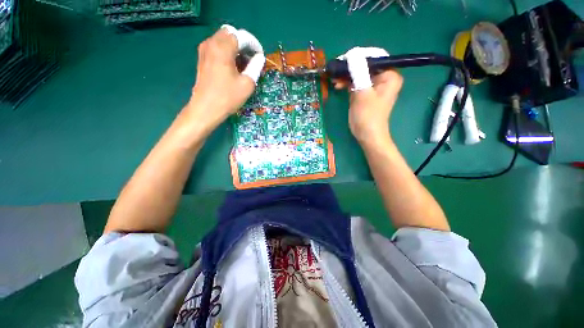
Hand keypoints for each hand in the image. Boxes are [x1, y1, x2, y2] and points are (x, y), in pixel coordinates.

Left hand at [186, 25, 264, 131]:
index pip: (241, 36)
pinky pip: (216, 47)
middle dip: (243, 44)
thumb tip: (260, 58)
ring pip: (223, 40)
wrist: (206, 109)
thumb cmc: (228, 97)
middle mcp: (211, 43)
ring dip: (235, 48)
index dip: (254, 44)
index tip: (260, 56)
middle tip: (251, 59)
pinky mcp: (202, 58)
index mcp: (223, 48)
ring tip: (244, 65)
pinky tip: (233, 67)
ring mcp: (204, 50)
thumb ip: (255, 67)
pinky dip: (227, 52)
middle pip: (231, 34)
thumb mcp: (247, 84)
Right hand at [333, 47, 402, 145]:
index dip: (359, 57)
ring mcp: (372, 86)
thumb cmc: (368, 116)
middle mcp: (383, 78)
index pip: (374, 58)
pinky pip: (355, 83)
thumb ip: (359, 72)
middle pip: (365, 65)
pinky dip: (346, 83)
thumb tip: (352, 53)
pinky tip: (337, 85)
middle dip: (350, 68)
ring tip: (335, 79)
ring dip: (346, 76)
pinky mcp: (364, 93)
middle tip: (336, 70)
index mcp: (389, 75)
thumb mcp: (363, 93)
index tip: (344, 60)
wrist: (366, 135)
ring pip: (358, 74)